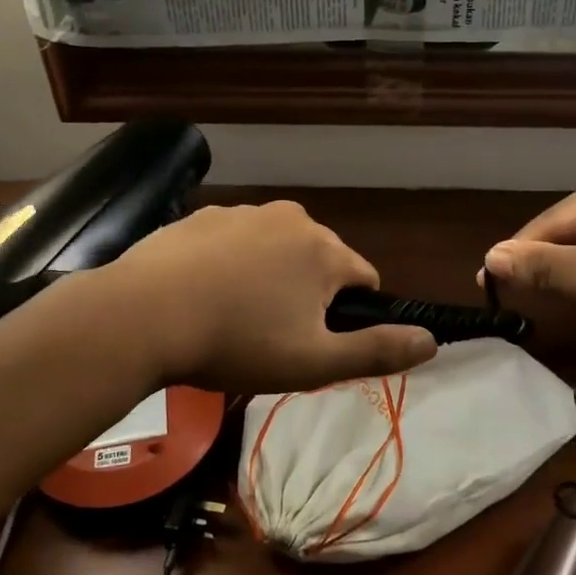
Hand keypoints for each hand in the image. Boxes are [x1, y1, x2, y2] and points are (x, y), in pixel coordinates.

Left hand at [96, 201, 437, 392]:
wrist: (144, 315)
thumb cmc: (237, 342)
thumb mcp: (314, 361)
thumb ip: (376, 350)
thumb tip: (432, 341)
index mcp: (324, 250)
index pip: (364, 277)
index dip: (350, 314)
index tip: (318, 341)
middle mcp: (291, 218)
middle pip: (319, 259)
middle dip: (308, 293)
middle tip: (273, 335)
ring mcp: (243, 212)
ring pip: (276, 249)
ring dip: (269, 277)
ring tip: (233, 317)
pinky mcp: (202, 216)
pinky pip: (234, 241)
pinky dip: (231, 264)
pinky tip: (203, 294)